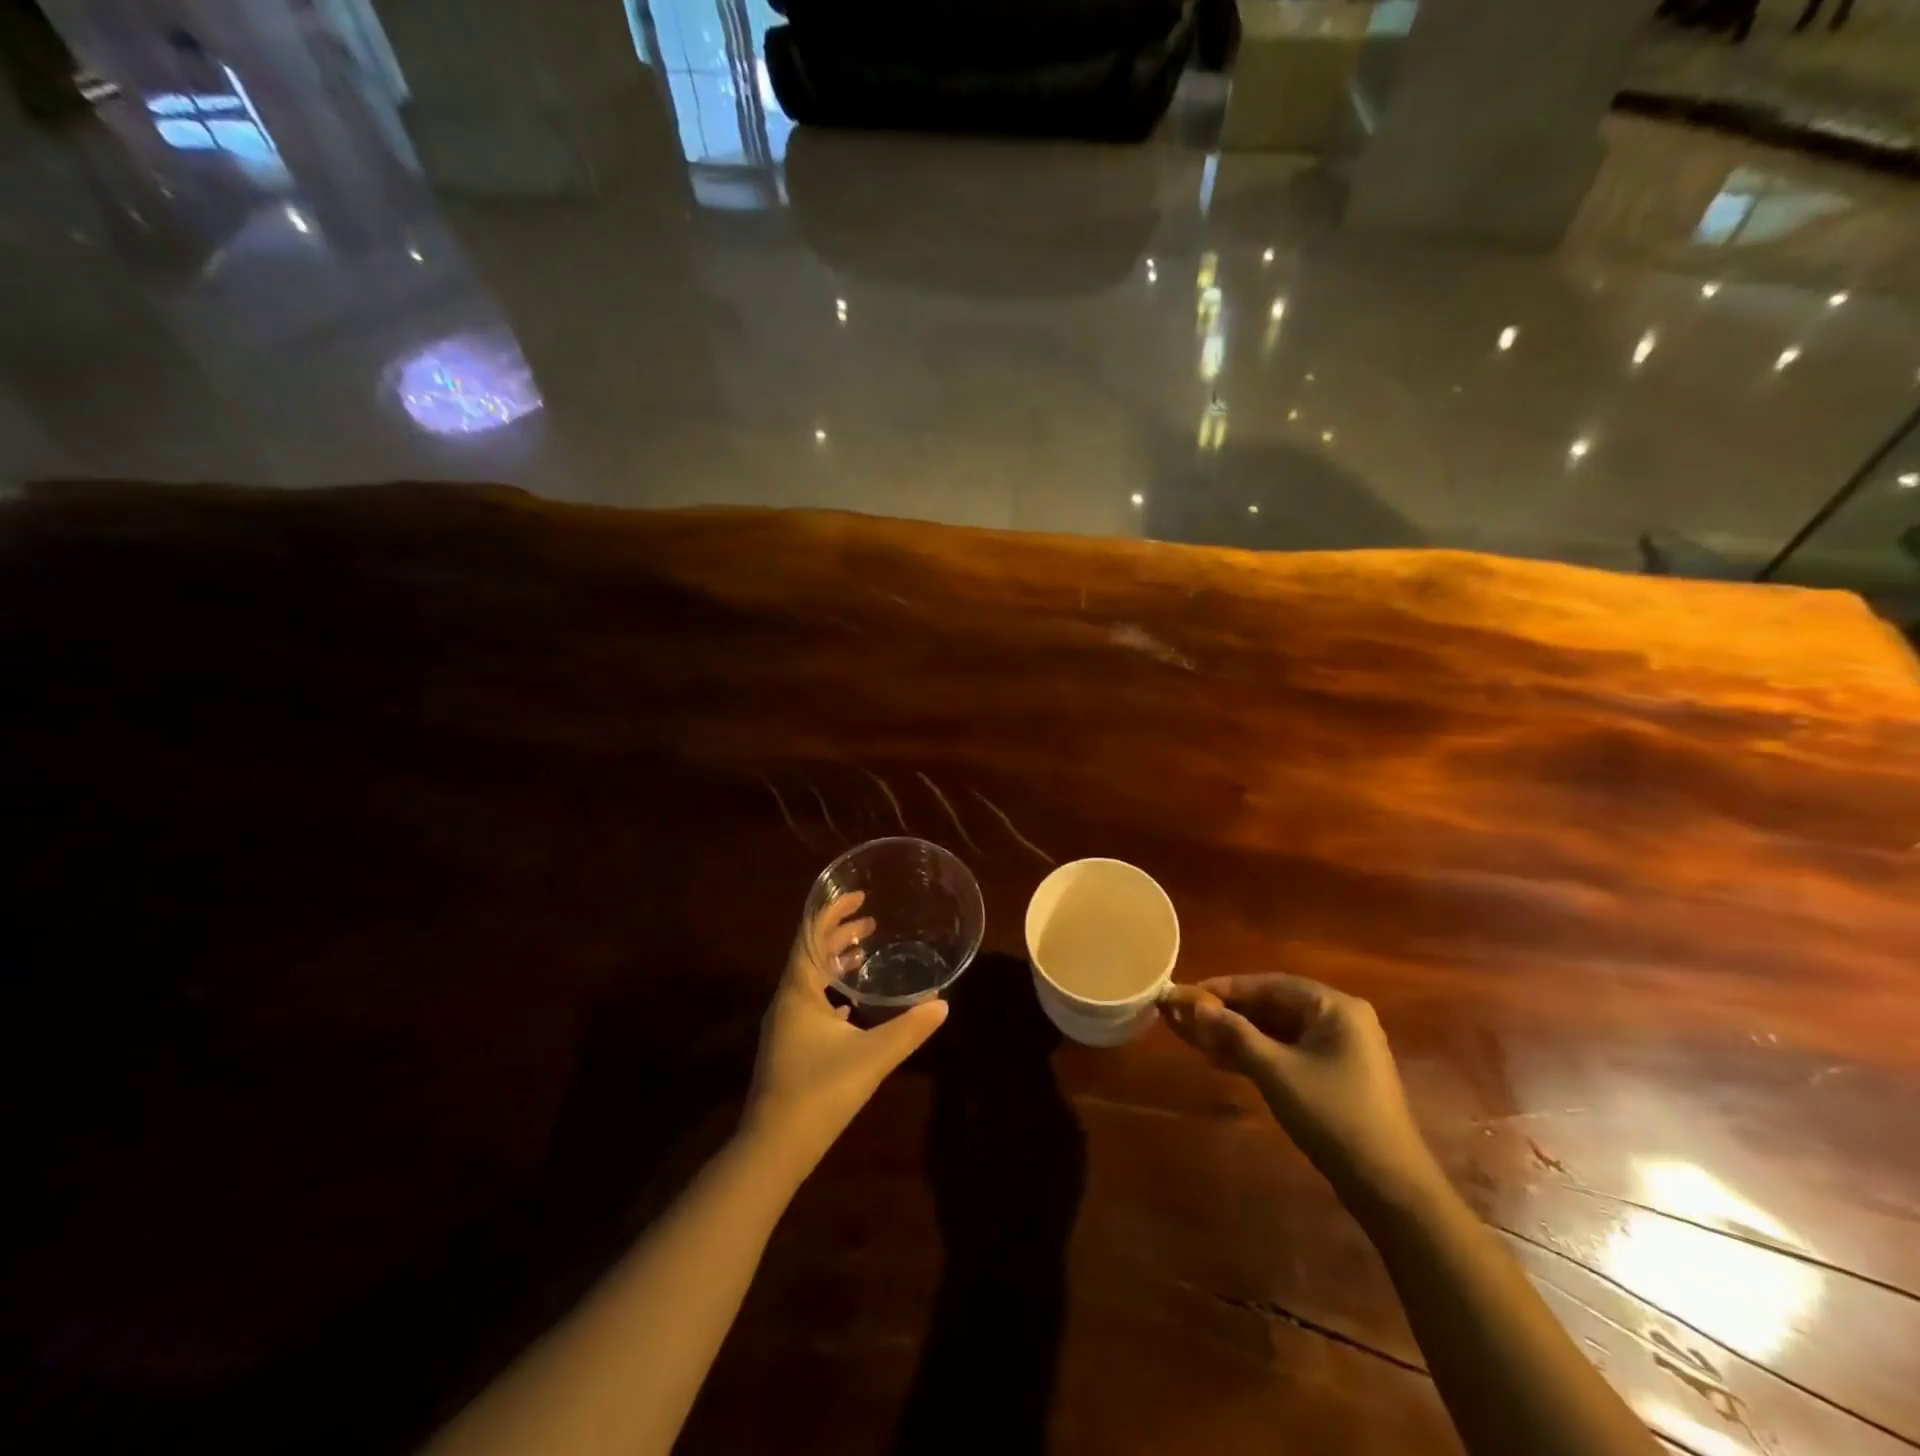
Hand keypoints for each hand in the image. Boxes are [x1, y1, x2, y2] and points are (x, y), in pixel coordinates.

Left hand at [743, 892, 947, 1168]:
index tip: (859, 896)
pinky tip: (849, 1006)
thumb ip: (909, 1029)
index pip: (811, 935)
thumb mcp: (872, 1056)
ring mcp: (784, 1026)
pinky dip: (830, 992)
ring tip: (864, 954)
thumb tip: (943, 1005)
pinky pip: (810, 1004)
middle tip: (871, 922)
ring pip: (810, 980)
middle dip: (839, 934)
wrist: (774, 1148)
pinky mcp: (788, 1048)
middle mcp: (787, 1001)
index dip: (833, 911)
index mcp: (799, 991)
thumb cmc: (820, 1091)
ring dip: (835, 962)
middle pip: (811, 954)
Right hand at [1163, 974, 1438, 1206]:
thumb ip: (1235, 1033)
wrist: (1388, 1186)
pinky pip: (1288, 1050)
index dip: (1225, 988)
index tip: (1187, 994)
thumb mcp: (1276, 1071)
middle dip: (1229, 1013)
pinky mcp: (1335, 1073)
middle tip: (1188, 1019)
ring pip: (1278, 1029)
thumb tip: (1195, 1006)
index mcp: (1335, 1006)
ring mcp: (1340, 1047)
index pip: (1269, 984)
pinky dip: (1257, 1054)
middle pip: (1273, 1005)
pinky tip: (1223, 1062)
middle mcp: (1340, 1018)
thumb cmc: (1333, 1116)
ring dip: (1239, 1035)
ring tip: (1197, 1040)